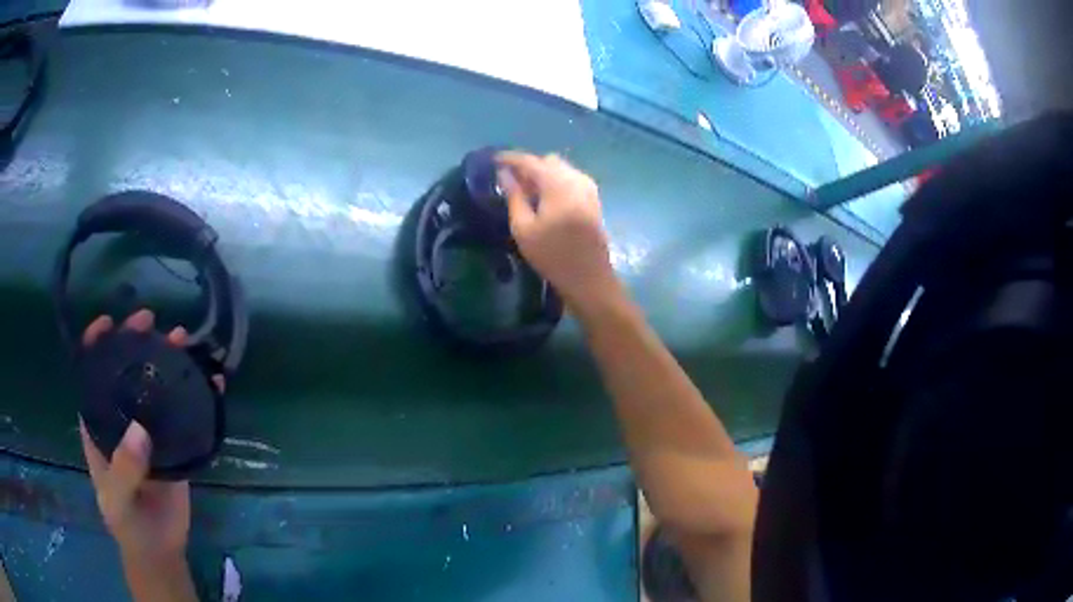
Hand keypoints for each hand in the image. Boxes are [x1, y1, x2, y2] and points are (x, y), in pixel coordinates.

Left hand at [79, 309, 223, 563]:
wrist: (158, 548)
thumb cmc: (127, 522)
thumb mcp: (117, 500)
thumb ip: (124, 469)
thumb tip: (140, 429)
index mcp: (98, 423)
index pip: (91, 374)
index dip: (95, 344)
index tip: (109, 322)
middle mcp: (121, 417)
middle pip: (126, 369)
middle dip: (136, 340)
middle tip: (151, 321)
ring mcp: (148, 428)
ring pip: (156, 385)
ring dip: (169, 360)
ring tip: (184, 339)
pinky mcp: (174, 442)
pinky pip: (184, 411)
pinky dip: (198, 392)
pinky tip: (213, 379)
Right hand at [496, 152, 624, 318]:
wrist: (589, 278)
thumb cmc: (552, 255)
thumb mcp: (523, 228)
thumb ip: (514, 196)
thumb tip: (504, 174)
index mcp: (558, 183)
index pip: (530, 161)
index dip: (510, 158)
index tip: (492, 160)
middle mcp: (576, 178)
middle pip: (547, 161)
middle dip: (527, 166)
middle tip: (508, 180)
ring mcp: (588, 187)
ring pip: (560, 168)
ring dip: (541, 173)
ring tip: (524, 190)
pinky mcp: (593, 198)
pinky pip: (570, 179)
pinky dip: (554, 181)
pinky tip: (543, 198)